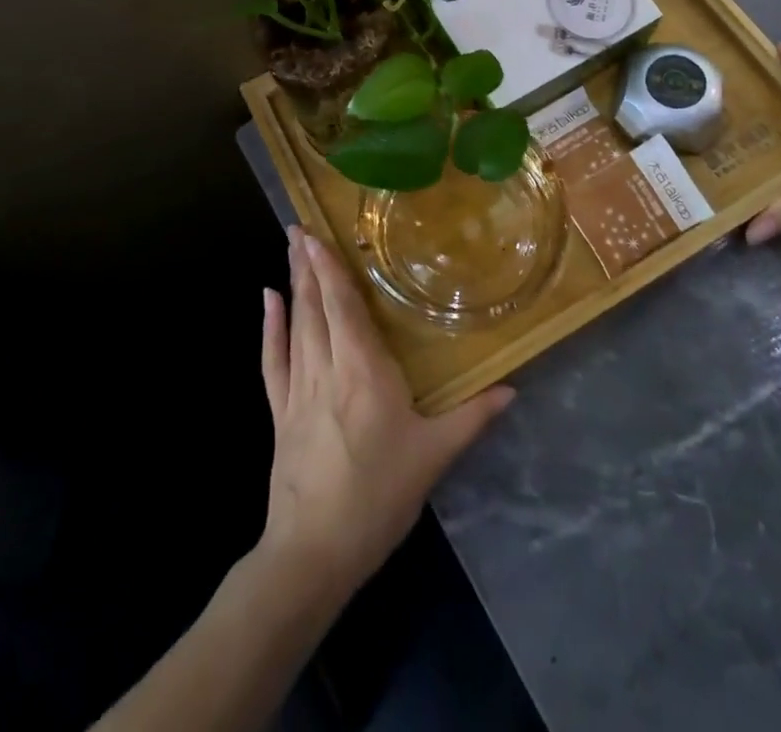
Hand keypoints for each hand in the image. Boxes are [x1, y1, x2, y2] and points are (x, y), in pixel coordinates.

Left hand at [258, 226, 512, 600]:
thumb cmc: (378, 497)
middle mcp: (327, 369)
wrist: (313, 554)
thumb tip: (513, 388)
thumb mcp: (434, 456)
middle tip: (300, 226)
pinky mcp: (279, 413)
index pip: (344, 308)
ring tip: (290, 248)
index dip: (331, 269)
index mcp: (364, 372)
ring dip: (294, 284)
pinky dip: (269, 328)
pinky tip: (267, 300)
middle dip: (308, 264)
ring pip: (296, 325)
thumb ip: (473, 416)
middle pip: (316, 307)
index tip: (318, 234)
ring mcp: (297, 390)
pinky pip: (272, 361)